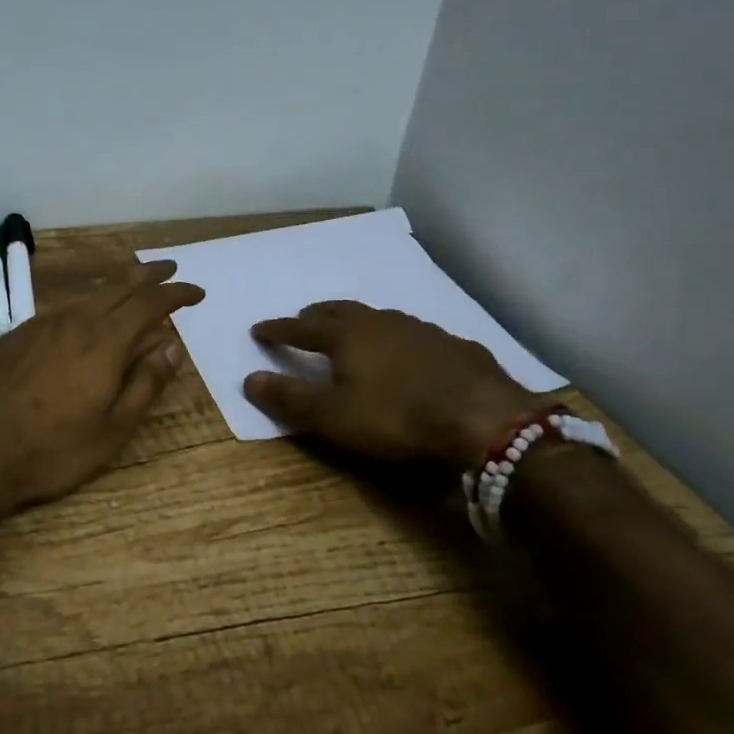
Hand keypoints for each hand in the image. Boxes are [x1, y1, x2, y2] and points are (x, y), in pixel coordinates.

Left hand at [0, 260, 204, 516]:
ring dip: (115, 287)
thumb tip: (172, 347)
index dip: (176, 294)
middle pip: (118, 285)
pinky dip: (85, 304)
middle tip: (170, 269)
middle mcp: (73, 321)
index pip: (149, 303)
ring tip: (132, 288)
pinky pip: (61, 309)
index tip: (197, 292)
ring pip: (87, 295)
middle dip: (149, 275)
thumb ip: (146, 383)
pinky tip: (84, 318)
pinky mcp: (15, 336)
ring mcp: (39, 325)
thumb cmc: (52, 451)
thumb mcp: (113, 429)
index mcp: (103, 341)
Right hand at [242, 301, 544, 466]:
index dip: (277, 330)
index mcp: (347, 335)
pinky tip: (408, 356)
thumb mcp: (332, 417)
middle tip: (304, 321)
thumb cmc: (396, 419)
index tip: (258, 329)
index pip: (300, 327)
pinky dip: (398, 340)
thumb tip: (248, 378)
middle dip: (317, 316)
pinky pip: (415, 335)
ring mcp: (423, 330)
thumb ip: (289, 398)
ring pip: (380, 318)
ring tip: (353, 335)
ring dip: (359, 324)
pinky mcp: (457, 347)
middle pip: (341, 311)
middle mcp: (382, 322)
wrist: (486, 422)